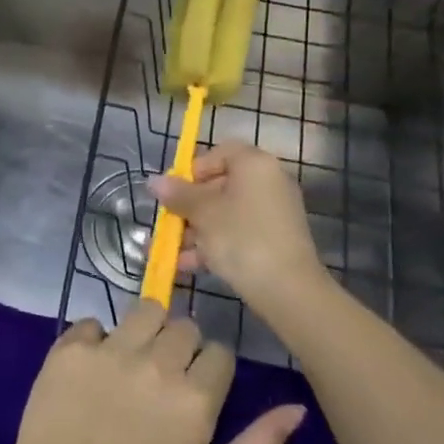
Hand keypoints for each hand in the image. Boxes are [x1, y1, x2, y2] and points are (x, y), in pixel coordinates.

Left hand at [0, 301, 303, 443]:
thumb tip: (296, 408)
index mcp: (194, 398)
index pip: (219, 354)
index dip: (212, 372)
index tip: (198, 393)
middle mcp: (155, 363)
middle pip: (184, 327)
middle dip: (182, 348)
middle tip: (164, 382)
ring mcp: (109, 351)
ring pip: (144, 311)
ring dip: (146, 331)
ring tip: (133, 363)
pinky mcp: (70, 348)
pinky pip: (93, 322)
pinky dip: (97, 340)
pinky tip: (93, 370)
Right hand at [149, 141, 335, 317]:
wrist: (288, 290)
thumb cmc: (241, 238)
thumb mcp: (202, 213)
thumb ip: (178, 195)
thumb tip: (154, 181)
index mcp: (255, 165)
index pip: (220, 153)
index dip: (193, 169)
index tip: (175, 191)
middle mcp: (268, 182)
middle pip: (220, 185)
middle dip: (189, 207)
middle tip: (168, 224)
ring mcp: (273, 213)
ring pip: (226, 213)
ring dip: (196, 230)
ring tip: (170, 251)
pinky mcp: (274, 240)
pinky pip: (238, 233)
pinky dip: (214, 244)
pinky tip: (187, 265)